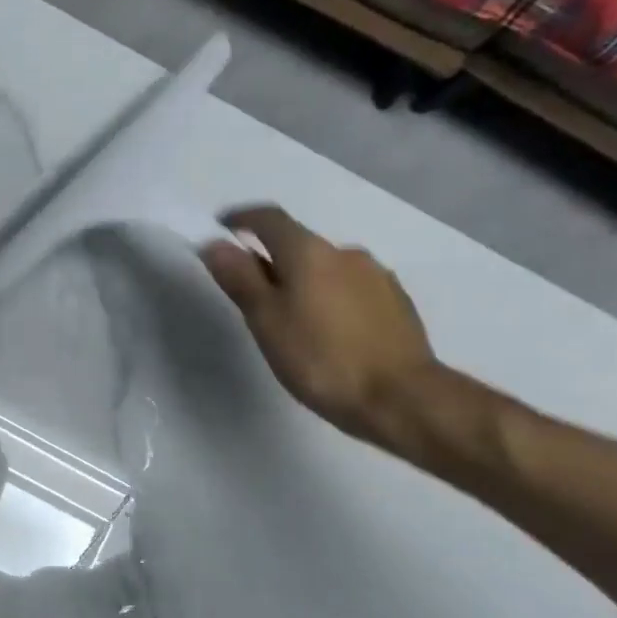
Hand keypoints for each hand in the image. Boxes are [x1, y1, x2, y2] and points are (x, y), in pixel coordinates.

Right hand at [199, 206, 438, 449]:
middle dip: (272, 262)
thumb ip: (240, 279)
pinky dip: (331, 300)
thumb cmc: (321, 359)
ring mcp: (376, 276)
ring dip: (304, 283)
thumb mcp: (266, 322)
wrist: (401, 397)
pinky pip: (351, 289)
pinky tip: (329, 335)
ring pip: (326, 269)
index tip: (222, 229)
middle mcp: (345, 252)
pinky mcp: (396, 302)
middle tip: (252, 298)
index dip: (241, 219)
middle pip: (298, 245)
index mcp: (309, 252)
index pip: (269, 219)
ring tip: (293, 324)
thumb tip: (215, 244)